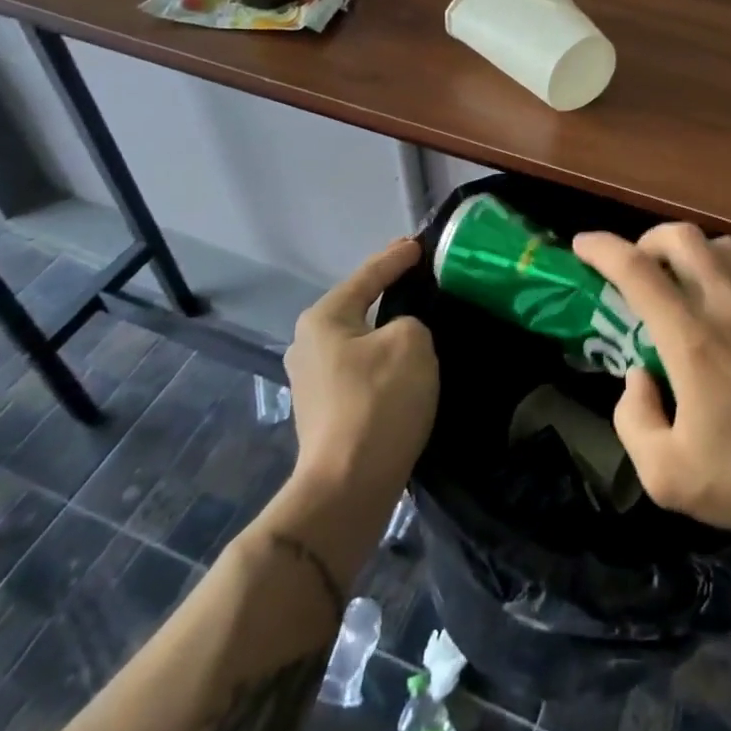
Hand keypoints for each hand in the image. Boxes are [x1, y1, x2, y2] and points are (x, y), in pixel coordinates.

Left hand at [284, 238, 438, 502]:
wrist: (347, 487)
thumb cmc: (378, 402)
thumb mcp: (411, 342)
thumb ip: (410, 321)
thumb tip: (399, 335)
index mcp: (324, 318)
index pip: (368, 275)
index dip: (397, 257)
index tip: (420, 244)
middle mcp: (308, 343)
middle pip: (358, 305)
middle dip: (389, 292)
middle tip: (422, 278)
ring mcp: (312, 380)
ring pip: (359, 339)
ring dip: (386, 330)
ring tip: (419, 321)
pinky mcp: (324, 411)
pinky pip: (360, 368)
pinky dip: (382, 360)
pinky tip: (404, 365)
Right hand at [574, 224, 730, 537]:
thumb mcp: (665, 475)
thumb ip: (632, 418)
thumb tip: (637, 374)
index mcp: (692, 340)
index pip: (637, 271)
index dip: (602, 249)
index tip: (581, 245)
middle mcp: (728, 307)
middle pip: (682, 238)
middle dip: (646, 241)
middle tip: (634, 269)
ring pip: (720, 245)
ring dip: (688, 252)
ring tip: (677, 283)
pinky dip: (721, 271)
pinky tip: (720, 308)